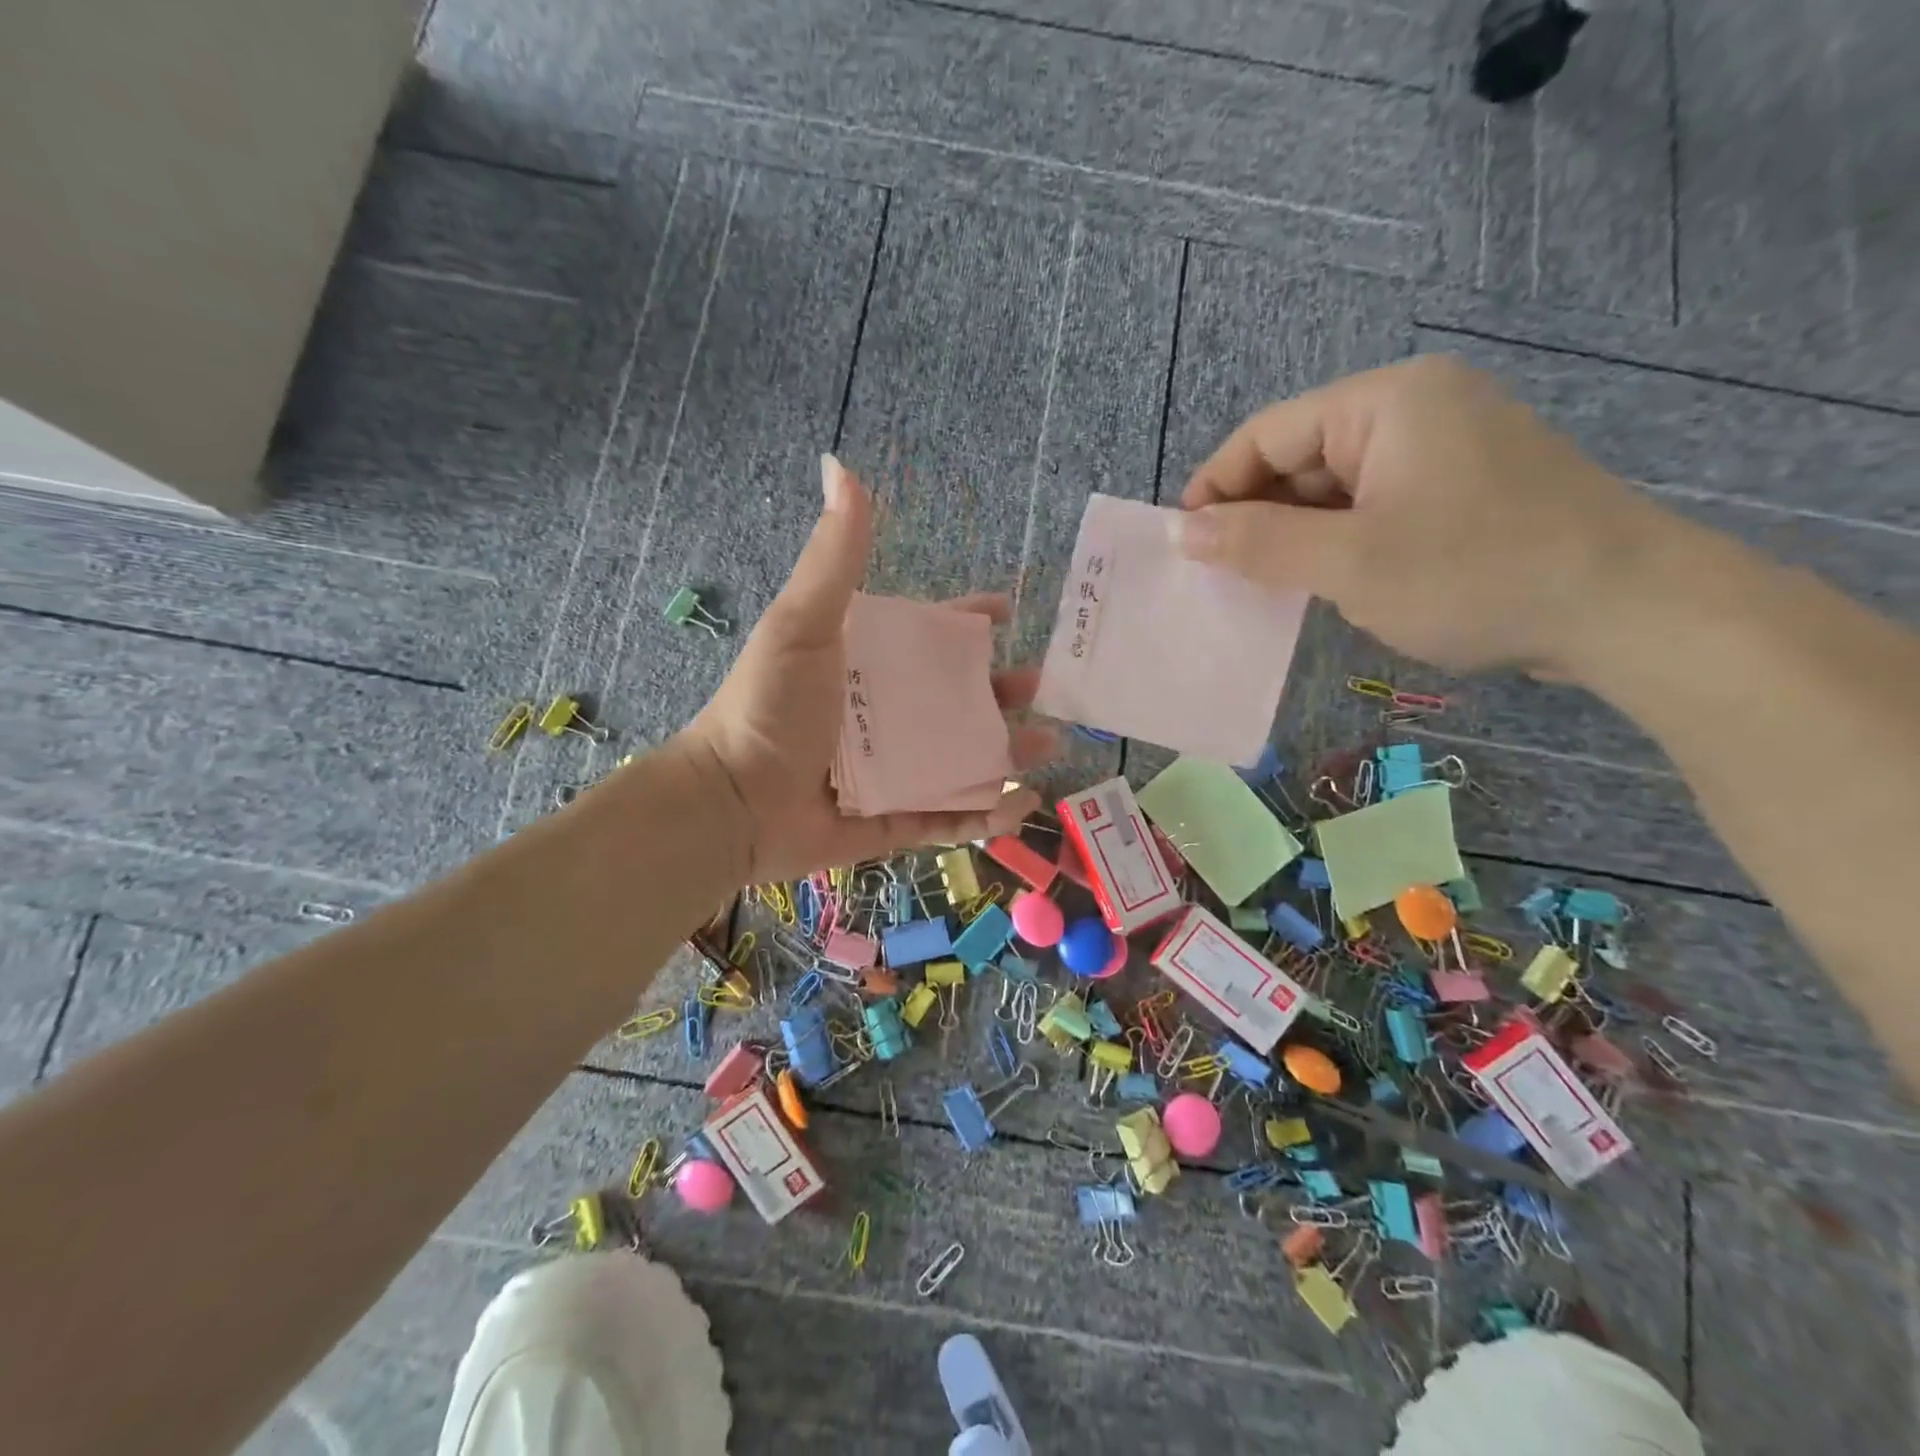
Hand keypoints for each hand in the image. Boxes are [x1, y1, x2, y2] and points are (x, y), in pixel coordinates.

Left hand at [680, 455, 1055, 882]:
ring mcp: (890, 771)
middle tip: (1039, 689)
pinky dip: (985, 814)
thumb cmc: (769, 708)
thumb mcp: (803, 626)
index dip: (967, 622)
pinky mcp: (892, 821)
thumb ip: (834, 557)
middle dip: (1000, 692)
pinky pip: (948, 818)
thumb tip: (841, 466)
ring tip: (1047, 746)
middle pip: (955, 699)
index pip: (927, 638)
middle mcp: (882, 716)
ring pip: (962, 758)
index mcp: (865, 667)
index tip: (1006, 613)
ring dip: (1007, 753)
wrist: (732, 803)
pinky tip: (1020, 805)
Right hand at [1174, 355, 1664, 676]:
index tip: (1184, 542)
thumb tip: (1184, 531)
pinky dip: (1339, 540)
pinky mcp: (1463, 488)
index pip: (1269, 433)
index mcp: (1386, 402)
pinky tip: (1326, 580)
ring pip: (1336, 487)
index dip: (1216, 486)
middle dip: (1257, 514)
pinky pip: (1374, 505)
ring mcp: (1445, 448)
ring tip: (1267, 585)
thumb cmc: (1475, 574)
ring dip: (1296, 533)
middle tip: (1223, 574)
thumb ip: (1259, 543)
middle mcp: (1415, 409)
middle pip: (1302, 456)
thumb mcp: (1349, 562)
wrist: (1628, 610)